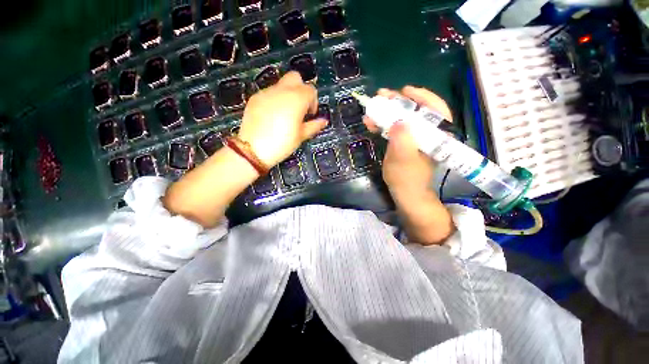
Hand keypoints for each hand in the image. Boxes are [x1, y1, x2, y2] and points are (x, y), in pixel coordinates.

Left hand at [238, 71, 327, 166]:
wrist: (253, 149)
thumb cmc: (282, 144)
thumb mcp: (301, 136)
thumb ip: (314, 125)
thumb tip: (324, 121)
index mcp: (297, 99)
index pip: (310, 89)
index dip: (313, 101)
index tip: (310, 114)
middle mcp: (282, 90)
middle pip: (295, 77)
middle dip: (301, 89)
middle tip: (300, 108)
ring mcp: (266, 92)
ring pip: (281, 85)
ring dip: (287, 95)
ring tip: (285, 114)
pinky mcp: (255, 98)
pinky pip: (269, 93)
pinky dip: (275, 100)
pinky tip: (272, 116)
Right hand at [363, 86, 452, 200]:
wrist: (404, 192)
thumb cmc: (406, 178)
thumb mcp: (403, 160)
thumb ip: (402, 141)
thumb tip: (398, 121)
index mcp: (436, 136)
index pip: (436, 109)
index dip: (422, 96)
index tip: (404, 90)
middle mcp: (427, 133)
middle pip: (416, 111)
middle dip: (398, 102)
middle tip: (381, 96)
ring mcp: (415, 138)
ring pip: (403, 118)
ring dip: (387, 112)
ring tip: (371, 109)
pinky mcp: (405, 142)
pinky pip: (395, 128)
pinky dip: (383, 124)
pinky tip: (371, 123)